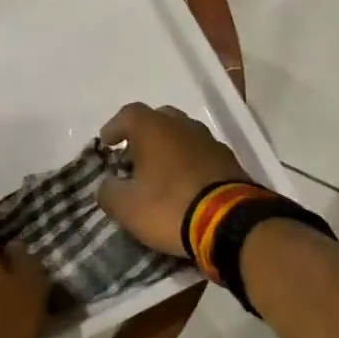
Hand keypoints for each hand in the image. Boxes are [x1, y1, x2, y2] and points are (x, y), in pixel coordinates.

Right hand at [95, 103, 248, 256]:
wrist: (231, 222)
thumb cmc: (170, 207)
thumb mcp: (127, 208)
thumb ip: (109, 192)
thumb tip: (107, 185)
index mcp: (154, 128)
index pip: (128, 115)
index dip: (114, 128)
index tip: (106, 144)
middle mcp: (183, 125)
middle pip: (158, 120)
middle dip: (143, 136)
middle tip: (133, 158)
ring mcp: (209, 141)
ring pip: (182, 136)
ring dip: (168, 149)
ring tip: (158, 173)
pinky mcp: (229, 161)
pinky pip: (200, 154)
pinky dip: (188, 163)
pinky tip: (184, 184)